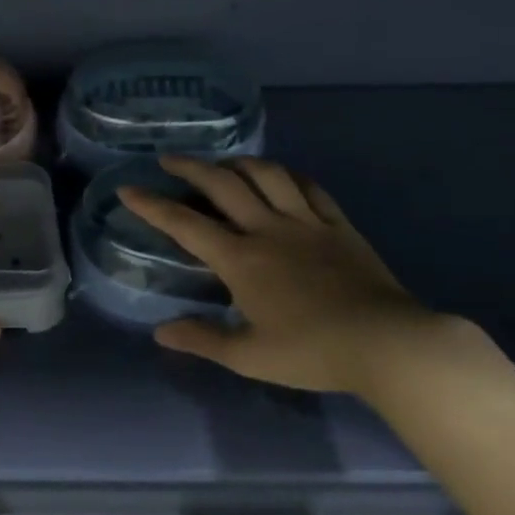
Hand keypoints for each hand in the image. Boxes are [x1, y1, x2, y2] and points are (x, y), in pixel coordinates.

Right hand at [117, 155, 435, 394]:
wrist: (387, 343)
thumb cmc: (312, 352)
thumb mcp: (248, 356)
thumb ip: (202, 339)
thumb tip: (160, 333)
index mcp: (240, 259)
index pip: (186, 224)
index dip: (152, 205)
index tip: (128, 189)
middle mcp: (268, 230)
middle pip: (224, 184)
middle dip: (191, 167)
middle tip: (170, 159)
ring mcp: (306, 223)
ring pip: (268, 175)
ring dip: (239, 163)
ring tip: (223, 164)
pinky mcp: (339, 225)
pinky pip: (310, 188)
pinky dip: (289, 176)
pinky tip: (281, 176)